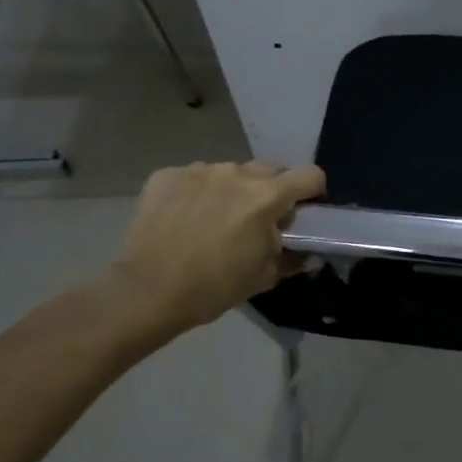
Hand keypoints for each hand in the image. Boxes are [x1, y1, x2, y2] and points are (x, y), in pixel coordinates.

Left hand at [110, 161, 325, 337]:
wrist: (147, 292)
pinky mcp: (167, 175)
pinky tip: (185, 219)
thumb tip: (309, 253)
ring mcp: (199, 170)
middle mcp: (236, 173)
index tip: (305, 209)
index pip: (310, 175)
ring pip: (230, 173)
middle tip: (259, 218)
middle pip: (270, 169)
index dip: (313, 191)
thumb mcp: (263, 277)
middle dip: (272, 189)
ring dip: (232, 190)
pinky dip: (197, 193)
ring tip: (215, 220)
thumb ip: (292, 258)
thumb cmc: (214, 287)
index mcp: (266, 196)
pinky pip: (194, 178)